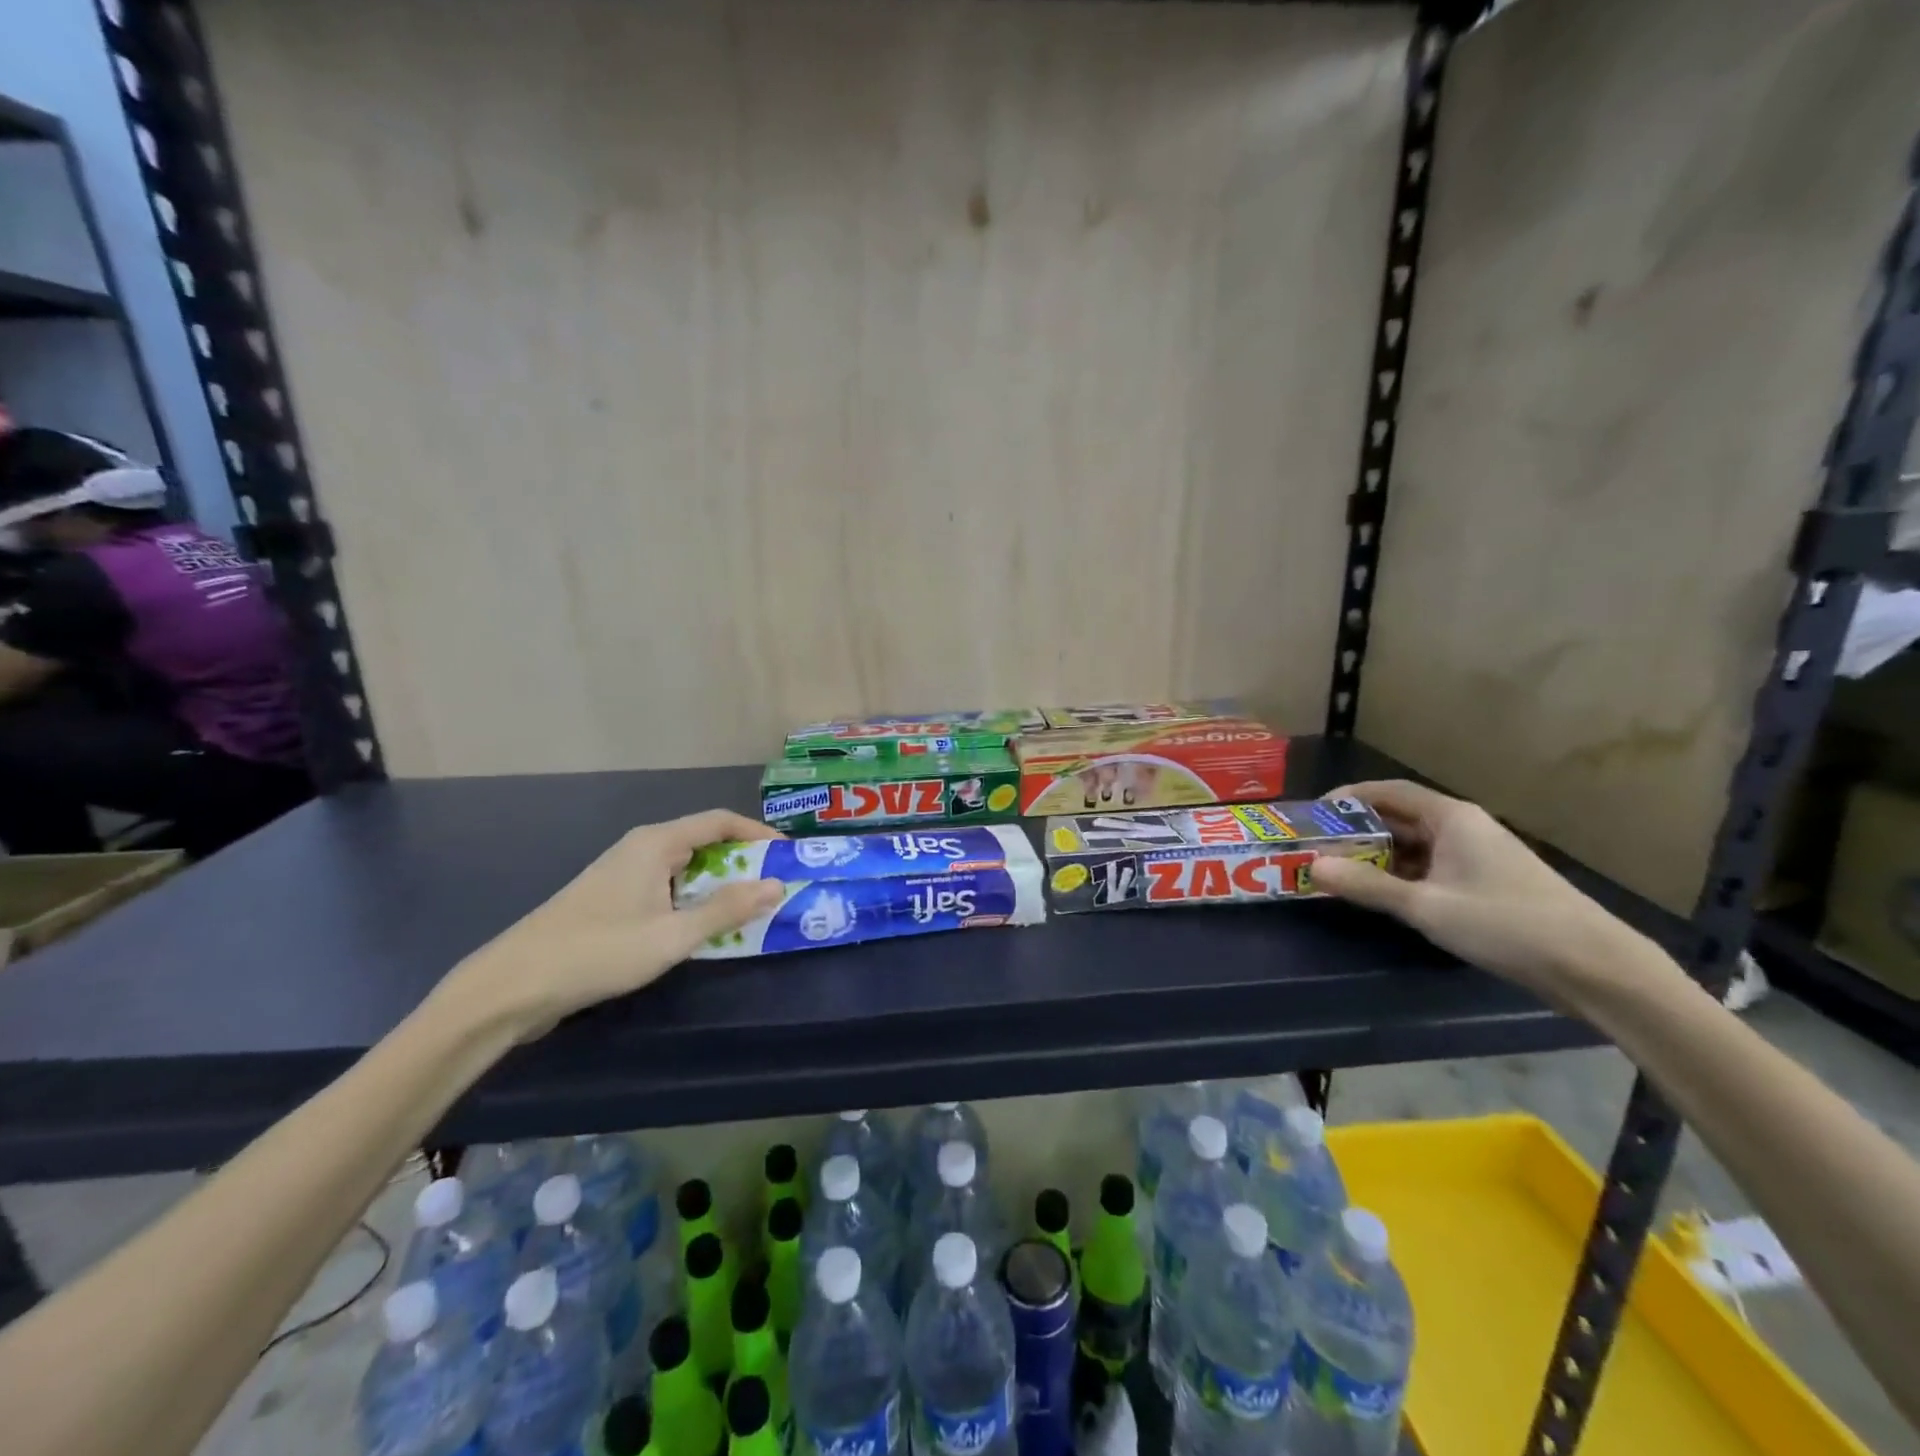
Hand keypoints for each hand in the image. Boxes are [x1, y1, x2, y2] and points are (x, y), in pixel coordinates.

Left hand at [435, 809, 784, 1039]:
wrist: (512, 986)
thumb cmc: (598, 952)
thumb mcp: (672, 935)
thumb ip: (726, 910)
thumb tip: (776, 885)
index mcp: (656, 843)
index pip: (720, 821)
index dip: (759, 833)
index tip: (789, 855)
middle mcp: (641, 848)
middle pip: (704, 842)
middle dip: (744, 861)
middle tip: (777, 886)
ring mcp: (624, 874)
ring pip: (685, 868)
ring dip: (719, 884)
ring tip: (751, 909)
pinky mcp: (613, 900)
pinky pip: (667, 888)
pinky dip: (694, 900)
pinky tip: (704, 928)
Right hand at [1308, 780, 1652, 1002]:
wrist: (1595, 967)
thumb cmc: (1506, 923)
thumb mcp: (1426, 906)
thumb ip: (1367, 885)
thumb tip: (1312, 866)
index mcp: (1451, 818)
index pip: (1387, 791)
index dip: (1347, 799)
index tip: (1312, 816)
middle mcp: (1464, 827)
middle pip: (1399, 818)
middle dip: (1357, 832)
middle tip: (1318, 850)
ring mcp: (1478, 856)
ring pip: (1415, 846)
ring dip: (1378, 857)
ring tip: (1340, 874)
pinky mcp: (1487, 884)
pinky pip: (1432, 868)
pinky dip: (1402, 876)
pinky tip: (1383, 896)